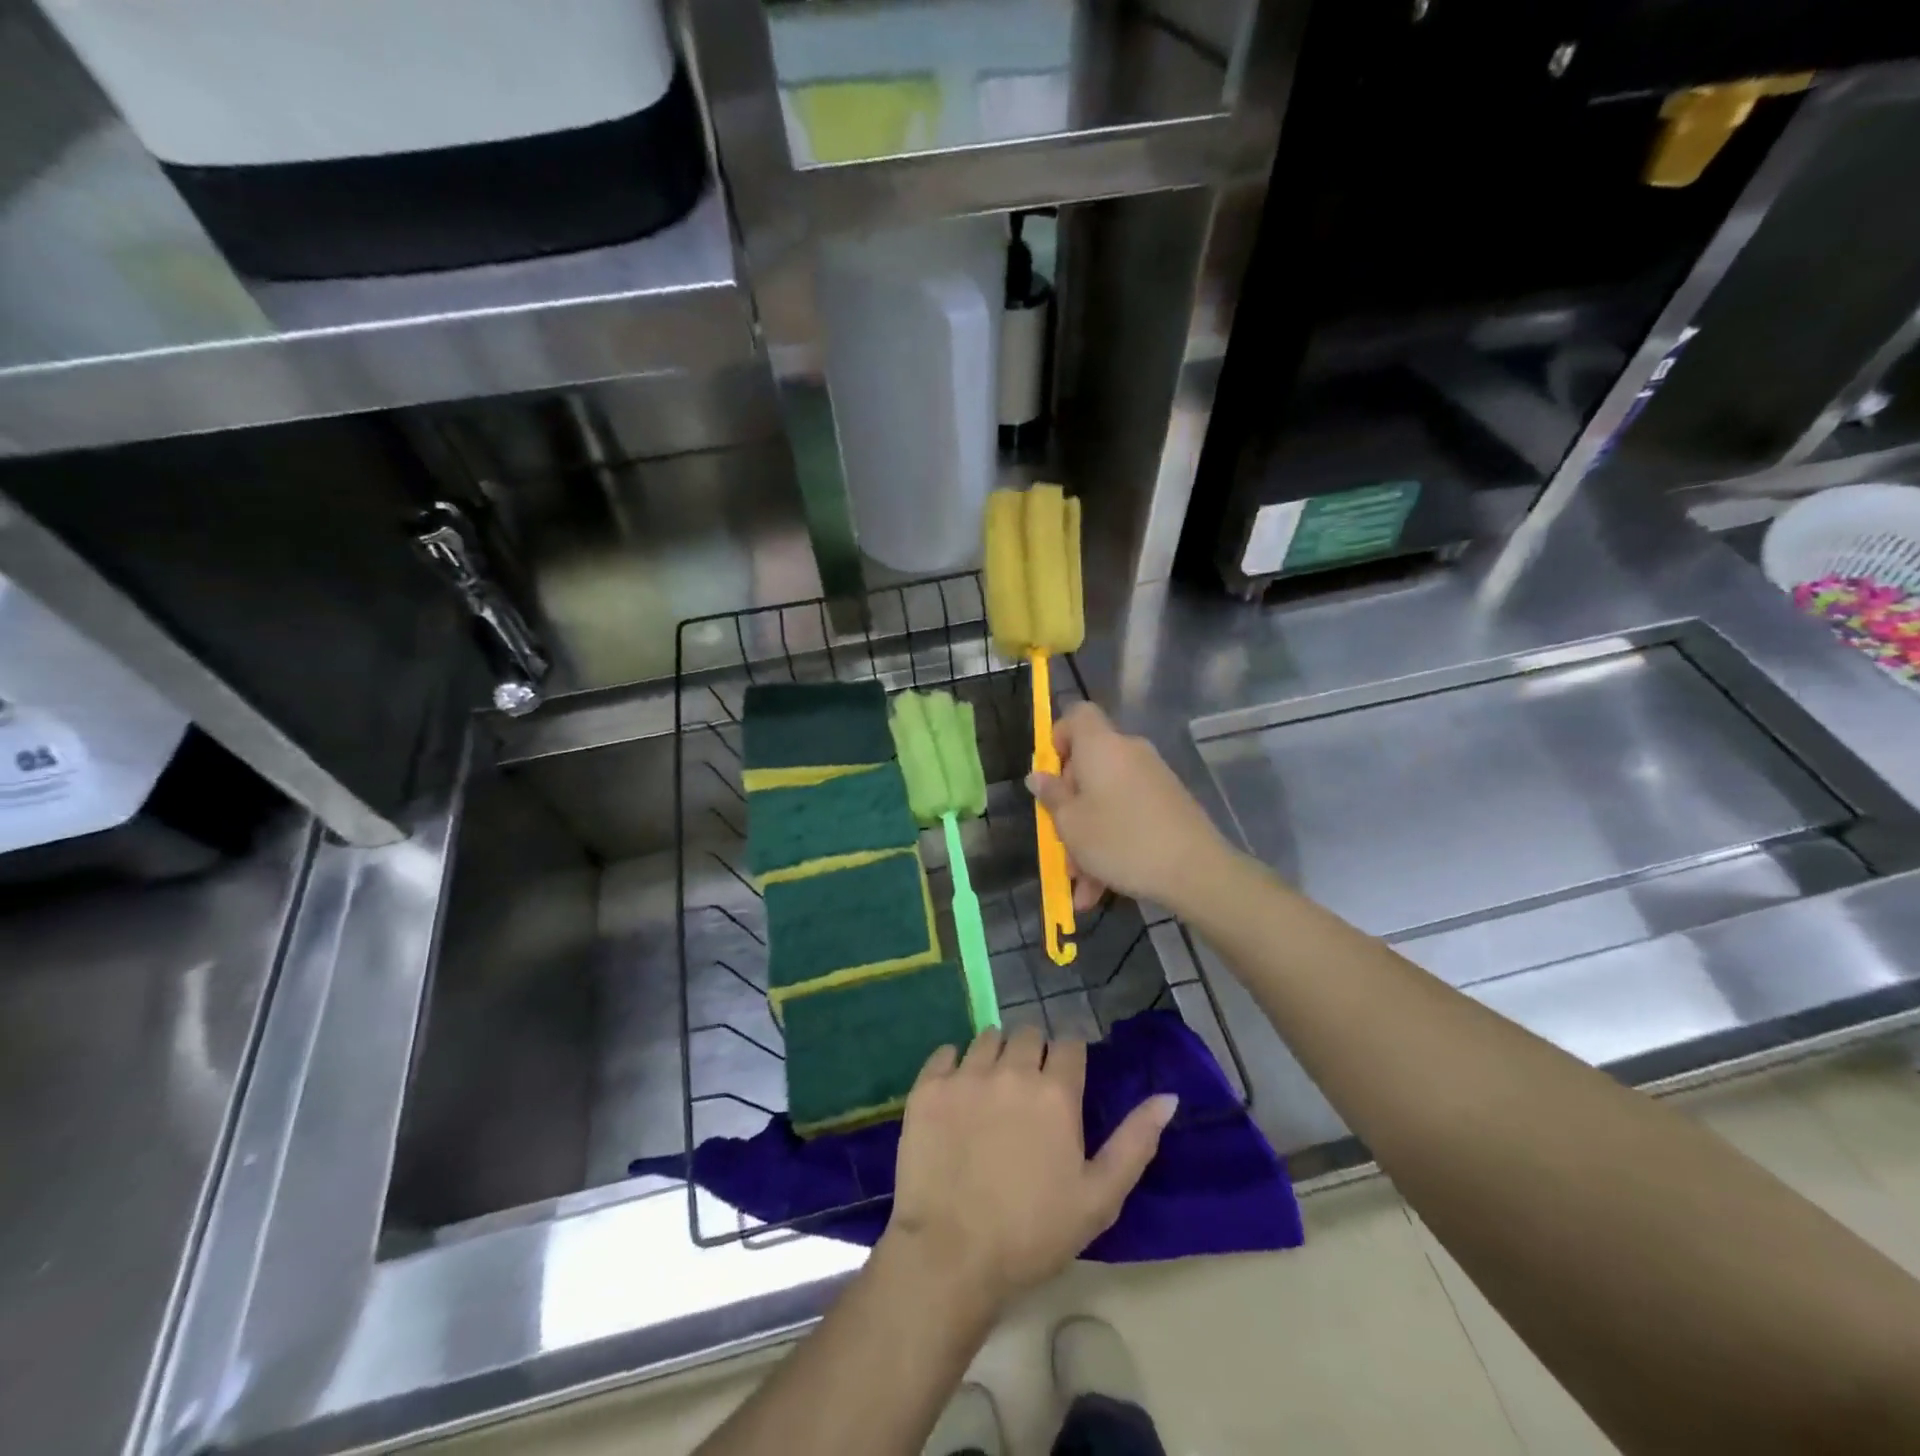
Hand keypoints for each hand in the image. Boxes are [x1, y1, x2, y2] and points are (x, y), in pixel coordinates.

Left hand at [885, 1027, 1177, 1309]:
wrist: (951, 1254)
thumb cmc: (1033, 1233)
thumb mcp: (1099, 1197)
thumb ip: (1135, 1141)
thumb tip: (1167, 1097)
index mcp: (1056, 1092)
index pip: (1069, 1044)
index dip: (1069, 1059)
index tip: (1064, 1080)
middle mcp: (1011, 1069)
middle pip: (1028, 1034)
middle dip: (1033, 1053)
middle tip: (1028, 1089)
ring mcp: (966, 1074)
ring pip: (987, 1038)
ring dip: (996, 1054)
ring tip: (992, 1089)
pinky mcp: (928, 1086)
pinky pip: (945, 1052)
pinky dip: (954, 1064)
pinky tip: (956, 1093)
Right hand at [1027, 701, 1231, 912]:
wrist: (1195, 870)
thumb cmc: (1120, 839)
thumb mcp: (1071, 823)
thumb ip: (1052, 797)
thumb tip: (1038, 776)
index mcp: (1101, 745)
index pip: (1077, 715)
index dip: (1058, 738)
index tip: (1050, 775)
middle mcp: (1129, 752)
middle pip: (1088, 766)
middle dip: (1070, 807)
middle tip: (1059, 844)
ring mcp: (1153, 779)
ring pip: (1107, 800)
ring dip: (1088, 838)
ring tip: (1080, 883)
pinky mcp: (1169, 804)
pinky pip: (1129, 816)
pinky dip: (1113, 843)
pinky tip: (1102, 888)